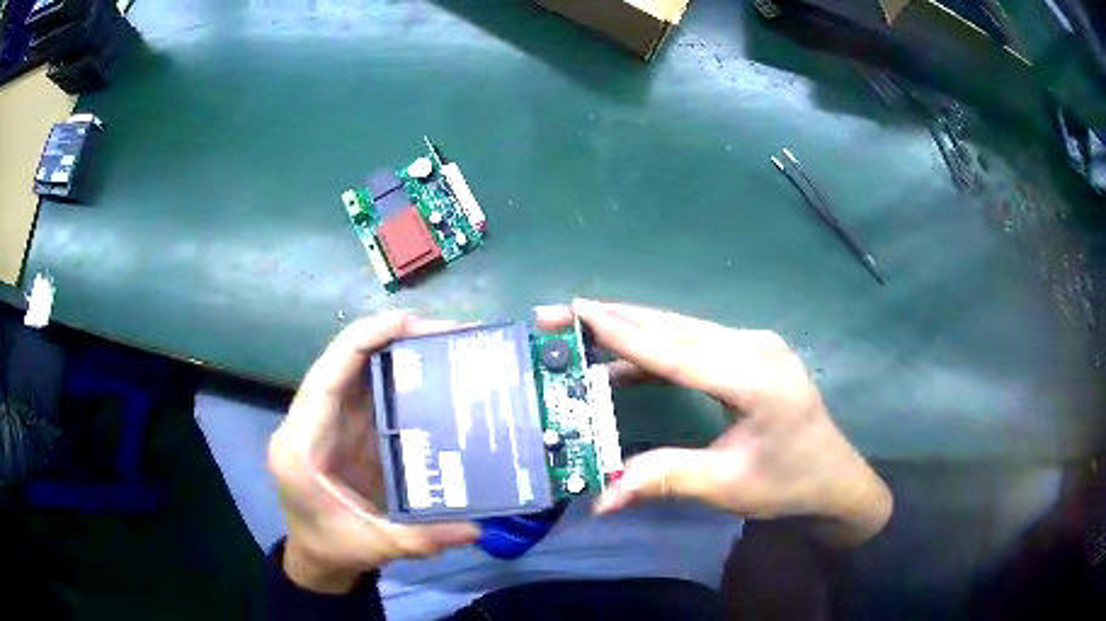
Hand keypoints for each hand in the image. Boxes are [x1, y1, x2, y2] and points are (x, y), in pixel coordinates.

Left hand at [268, 311, 479, 593]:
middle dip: (392, 337)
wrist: (316, 556)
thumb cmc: (332, 547)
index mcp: (302, 444)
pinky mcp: (345, 429)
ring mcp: (328, 422)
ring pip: (358, 370)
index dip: (366, 339)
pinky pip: (369, 391)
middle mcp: (310, 421)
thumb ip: (422, 539)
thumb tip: (478, 526)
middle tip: (448, 334)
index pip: (328, 374)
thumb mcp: (375, 547)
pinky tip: (434, 377)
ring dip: (398, 352)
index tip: (414, 323)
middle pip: (344, 361)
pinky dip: (400, 377)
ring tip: (447, 347)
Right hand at [536, 299, 891, 545]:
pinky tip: (627, 360)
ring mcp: (757, 345)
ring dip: (634, 327)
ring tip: (584, 324)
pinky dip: (659, 347)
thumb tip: (600, 499)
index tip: (577, 310)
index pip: (678, 352)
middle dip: (617, 319)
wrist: (834, 478)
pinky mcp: (752, 352)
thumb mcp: (726, 486)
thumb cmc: (787, 484)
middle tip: (564, 310)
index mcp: (756, 380)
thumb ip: (664, 480)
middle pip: (677, 328)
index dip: (624, 333)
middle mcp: (756, 348)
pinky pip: (697, 342)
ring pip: (685, 329)